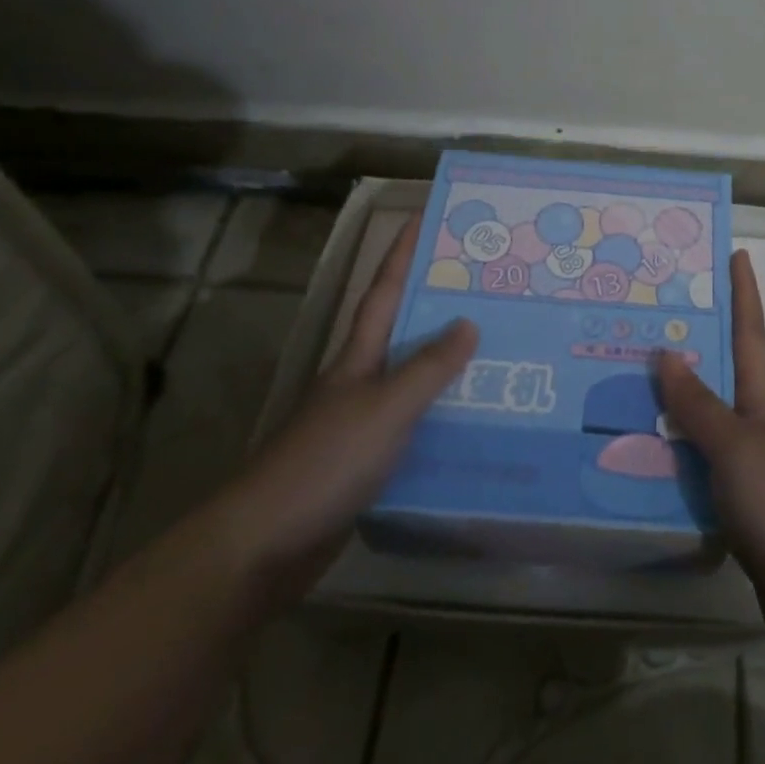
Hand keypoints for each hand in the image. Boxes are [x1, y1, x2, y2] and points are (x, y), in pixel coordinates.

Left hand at [213, 217, 477, 603]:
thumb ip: (428, 367)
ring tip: (500, 349)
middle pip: (403, 331)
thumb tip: (468, 321)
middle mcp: (360, 381)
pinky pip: (416, 425)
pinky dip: (443, 416)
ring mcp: (361, 423)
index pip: (383, 291)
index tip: (423, 217)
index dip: (401, 253)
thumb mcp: (385, 408)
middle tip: (489, 285)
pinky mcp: (367, 462)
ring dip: (449, 364)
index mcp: (358, 357)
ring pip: (414, 380)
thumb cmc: (325, 462)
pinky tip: (476, 422)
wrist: (264, 546)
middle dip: (439, 304)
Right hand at [657, 250, 764, 625]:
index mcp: (761, 402)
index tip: (739, 254)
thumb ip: (698, 404)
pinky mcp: (741, 505)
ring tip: (634, 385)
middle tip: (657, 320)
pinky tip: (647, 458)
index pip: (750, 334)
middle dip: (700, 344)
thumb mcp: (733, 446)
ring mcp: (752, 466)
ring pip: (708, 421)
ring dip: (679, 403)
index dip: (745, 294)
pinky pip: (700, 465)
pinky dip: (677, 454)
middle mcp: (758, 425)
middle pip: (727, 374)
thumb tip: (667, 351)